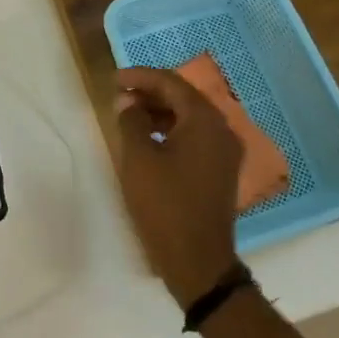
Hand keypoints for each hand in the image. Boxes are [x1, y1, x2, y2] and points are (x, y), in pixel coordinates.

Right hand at [112, 67, 242, 308]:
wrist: (198, 261)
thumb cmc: (165, 204)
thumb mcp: (138, 158)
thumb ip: (131, 121)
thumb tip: (127, 101)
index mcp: (205, 121)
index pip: (171, 83)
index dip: (140, 77)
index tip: (113, 79)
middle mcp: (222, 130)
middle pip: (183, 98)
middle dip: (150, 92)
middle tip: (119, 95)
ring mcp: (225, 152)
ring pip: (190, 118)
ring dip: (159, 112)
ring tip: (128, 116)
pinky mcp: (221, 171)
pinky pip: (195, 137)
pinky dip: (171, 131)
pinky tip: (149, 140)